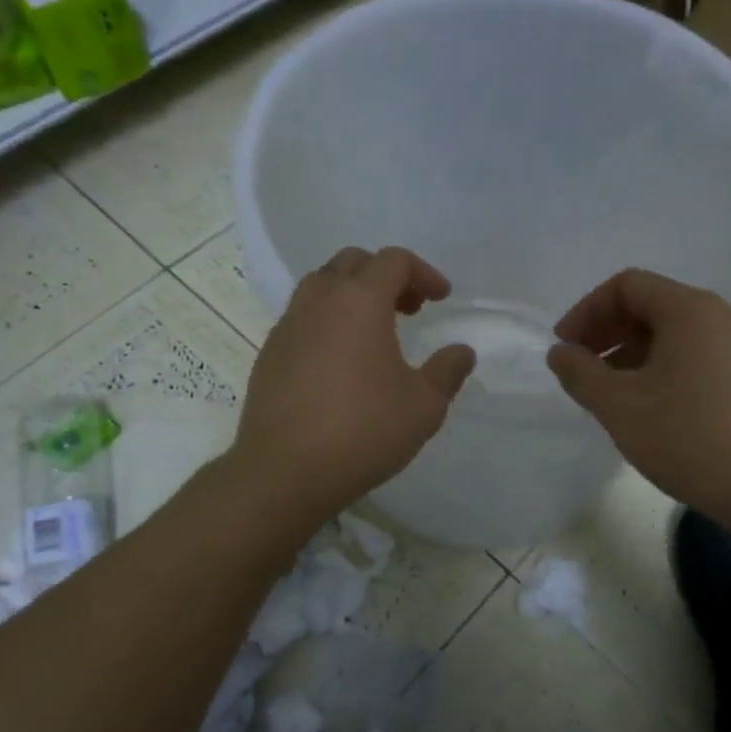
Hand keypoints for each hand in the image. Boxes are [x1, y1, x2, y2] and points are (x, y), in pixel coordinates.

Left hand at [233, 246, 475, 526]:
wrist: (285, 471)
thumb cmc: (363, 431)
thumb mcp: (424, 406)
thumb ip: (447, 371)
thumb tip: (462, 351)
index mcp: (359, 301)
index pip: (393, 261)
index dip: (423, 273)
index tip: (441, 299)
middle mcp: (319, 301)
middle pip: (353, 263)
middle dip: (385, 276)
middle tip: (409, 309)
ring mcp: (287, 326)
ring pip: (321, 286)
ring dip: (352, 295)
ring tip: (374, 331)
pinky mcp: (268, 354)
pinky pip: (302, 318)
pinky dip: (327, 321)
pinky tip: (340, 362)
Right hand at [547, 269, 730, 529]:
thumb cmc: (689, 439)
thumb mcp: (619, 406)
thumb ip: (580, 373)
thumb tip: (560, 353)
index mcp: (691, 310)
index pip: (627, 286)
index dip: (586, 311)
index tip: (564, 347)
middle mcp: (721, 316)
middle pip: (652, 305)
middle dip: (607, 331)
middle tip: (580, 367)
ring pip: (673, 332)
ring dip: (631, 352)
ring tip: (607, 391)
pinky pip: (695, 354)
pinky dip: (661, 366)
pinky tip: (646, 404)